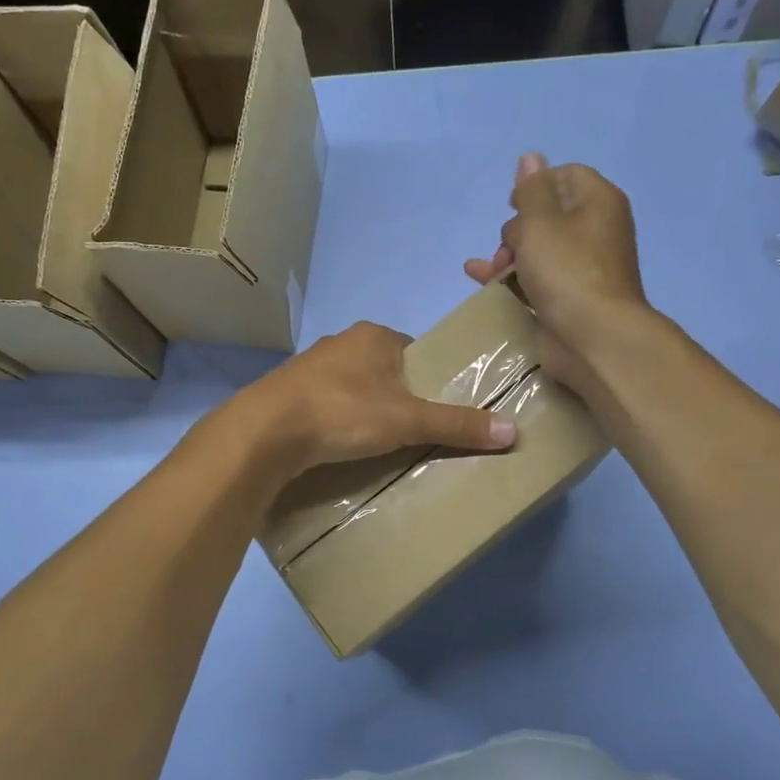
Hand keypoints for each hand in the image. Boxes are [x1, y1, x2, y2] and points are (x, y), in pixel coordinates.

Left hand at [235, 322, 514, 479]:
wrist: (266, 431)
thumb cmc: (344, 412)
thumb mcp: (408, 420)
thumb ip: (457, 424)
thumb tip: (514, 431)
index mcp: (374, 336)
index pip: (415, 352)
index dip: (429, 379)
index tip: (436, 411)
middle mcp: (341, 341)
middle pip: (384, 369)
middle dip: (397, 397)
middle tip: (411, 433)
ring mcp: (309, 366)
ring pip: (352, 386)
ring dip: (364, 409)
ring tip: (376, 444)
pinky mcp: (286, 392)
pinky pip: (324, 403)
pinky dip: (336, 420)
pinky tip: (338, 444)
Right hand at [465, 153, 648, 385]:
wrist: (594, 338)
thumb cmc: (567, 271)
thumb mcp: (541, 222)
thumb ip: (531, 189)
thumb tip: (531, 158)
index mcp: (598, 203)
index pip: (565, 175)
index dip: (535, 186)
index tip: (514, 206)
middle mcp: (595, 230)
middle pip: (546, 214)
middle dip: (516, 229)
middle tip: (508, 249)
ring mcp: (582, 267)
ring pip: (537, 249)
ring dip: (507, 256)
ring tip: (488, 271)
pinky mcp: (569, 297)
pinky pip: (536, 278)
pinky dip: (511, 277)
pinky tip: (481, 280)